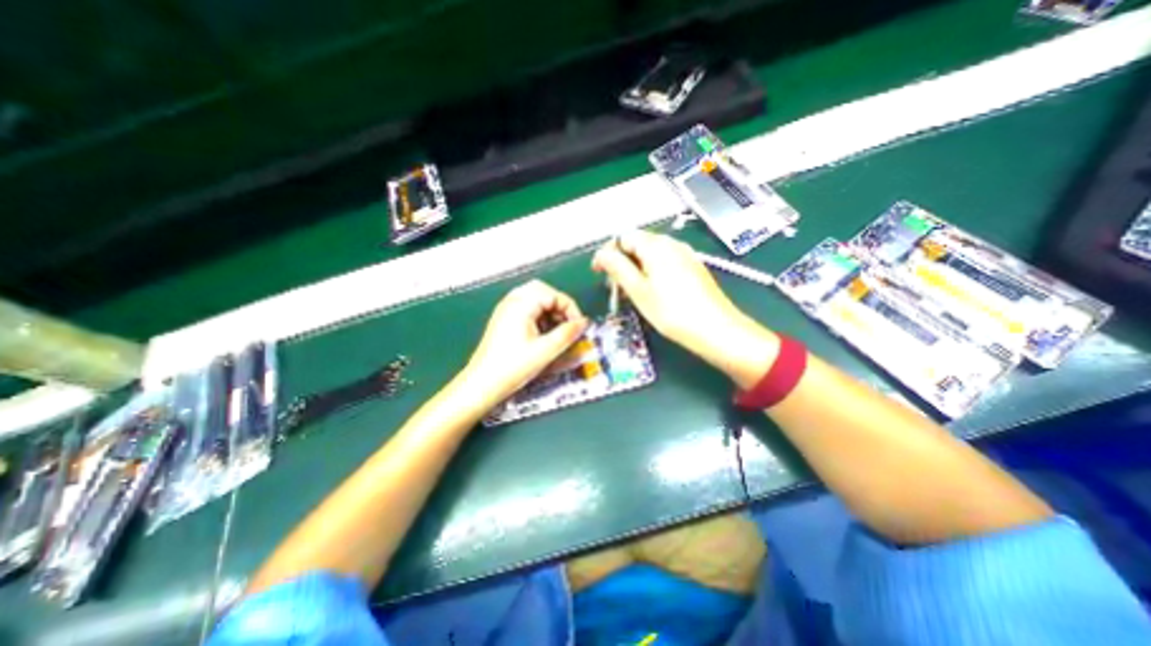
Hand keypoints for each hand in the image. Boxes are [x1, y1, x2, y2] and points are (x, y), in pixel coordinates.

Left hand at [463, 280, 587, 405]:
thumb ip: (567, 334)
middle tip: (568, 323)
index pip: (553, 294)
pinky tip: (543, 333)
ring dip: (549, 310)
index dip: (570, 308)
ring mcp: (505, 309)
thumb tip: (584, 322)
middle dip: (559, 305)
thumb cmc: (514, 367)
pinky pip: (525, 308)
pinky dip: (539, 316)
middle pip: (542, 291)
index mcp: (521, 304)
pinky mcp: (503, 319)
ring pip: (534, 298)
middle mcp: (512, 301)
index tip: (578, 327)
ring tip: (558, 330)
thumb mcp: (546, 351)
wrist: (482, 384)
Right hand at [593, 231, 771, 386]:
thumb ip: (618, 268)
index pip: (623, 237)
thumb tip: (601, 254)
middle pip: (638, 243)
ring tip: (630, 291)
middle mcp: (672, 244)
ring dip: (636, 267)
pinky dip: (652, 272)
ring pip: (652, 254)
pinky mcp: (693, 267)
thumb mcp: (639, 291)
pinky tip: (652, 291)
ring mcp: (685, 255)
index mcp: (656, 246)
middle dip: (621, 261)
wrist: (717, 330)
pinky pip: (666, 262)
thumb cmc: (672, 312)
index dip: (608, 252)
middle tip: (613, 286)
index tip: (599, 273)